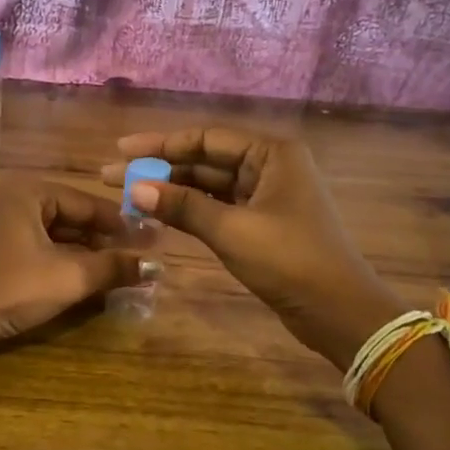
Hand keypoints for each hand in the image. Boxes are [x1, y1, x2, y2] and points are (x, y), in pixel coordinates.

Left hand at [0, 179, 147, 358]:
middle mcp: (13, 201)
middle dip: (105, 241)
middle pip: (72, 217)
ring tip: (120, 272)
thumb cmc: (8, 288)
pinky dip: (63, 263)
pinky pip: (39, 250)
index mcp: (29, 192)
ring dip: (86, 254)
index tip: (154, 241)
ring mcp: (0, 227)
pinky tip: (86, 281)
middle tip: (140, 258)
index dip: (123, 224)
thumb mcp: (67, 277)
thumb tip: (156, 266)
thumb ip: (113, 268)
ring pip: (56, 236)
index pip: (88, 203)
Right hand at [102, 127, 402, 369]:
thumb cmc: (289, 260)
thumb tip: (135, 188)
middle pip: (205, 160)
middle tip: (112, 177)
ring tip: (129, 196)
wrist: (337, 310)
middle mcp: (270, 166)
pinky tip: (160, 214)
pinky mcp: (263, 223)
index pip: (206, 139)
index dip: (160, 144)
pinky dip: (191, 210)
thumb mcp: (232, 230)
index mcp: (271, 154)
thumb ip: (183, 206)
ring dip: (172, 190)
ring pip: (210, 186)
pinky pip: (219, 207)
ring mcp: (267, 196)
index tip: (120, 150)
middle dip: (160, 168)